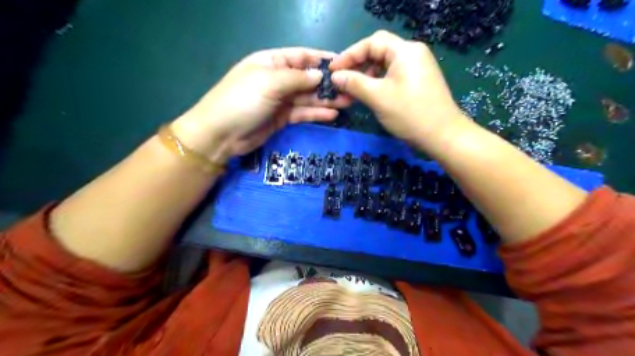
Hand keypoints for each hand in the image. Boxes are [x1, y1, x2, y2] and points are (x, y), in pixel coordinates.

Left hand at [171, 47, 349, 161]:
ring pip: (307, 98)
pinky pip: (302, 113)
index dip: (321, 60)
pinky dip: (316, 114)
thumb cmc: (242, 100)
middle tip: (351, 88)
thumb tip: (320, 75)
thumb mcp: (269, 82)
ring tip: (348, 102)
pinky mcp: (282, 118)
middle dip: (328, 83)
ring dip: (326, 99)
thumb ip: (297, 78)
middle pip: (307, 79)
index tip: (343, 64)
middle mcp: (278, 79)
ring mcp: (280, 100)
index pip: (301, 57)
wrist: (221, 134)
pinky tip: (332, 115)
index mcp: (271, 62)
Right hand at [331, 31, 466, 145]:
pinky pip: (391, 77)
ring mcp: (415, 69)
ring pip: (383, 67)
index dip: (349, 55)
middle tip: (340, 81)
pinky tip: (365, 96)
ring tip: (350, 93)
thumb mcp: (378, 97)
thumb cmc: (410, 114)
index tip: (333, 71)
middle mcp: (412, 54)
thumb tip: (335, 76)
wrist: (442, 136)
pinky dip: (376, 85)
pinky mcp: (416, 82)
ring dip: (365, 78)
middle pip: (377, 52)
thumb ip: (354, 83)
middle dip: (357, 66)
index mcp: (405, 51)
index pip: (371, 43)